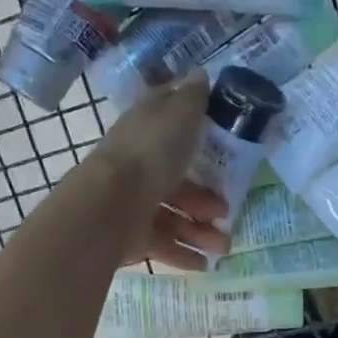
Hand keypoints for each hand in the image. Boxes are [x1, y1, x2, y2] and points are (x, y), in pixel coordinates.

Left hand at [86, 76, 230, 271]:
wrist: (110, 204)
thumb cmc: (149, 153)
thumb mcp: (177, 115)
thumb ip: (192, 97)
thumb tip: (200, 73)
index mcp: (147, 132)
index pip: (171, 125)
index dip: (195, 130)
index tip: (224, 143)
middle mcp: (139, 166)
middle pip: (178, 182)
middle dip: (207, 200)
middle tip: (227, 213)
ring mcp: (134, 203)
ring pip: (174, 217)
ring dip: (201, 232)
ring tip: (223, 248)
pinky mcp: (131, 236)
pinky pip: (162, 245)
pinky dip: (184, 255)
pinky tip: (204, 265)